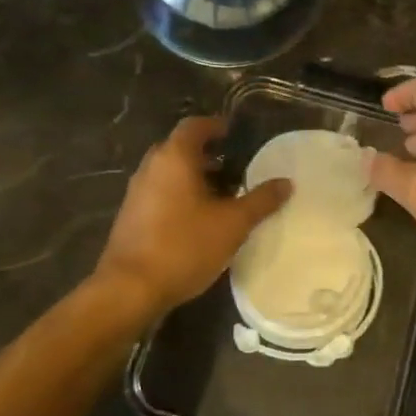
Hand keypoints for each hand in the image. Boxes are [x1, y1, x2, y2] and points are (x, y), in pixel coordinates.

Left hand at [94, 116, 291, 315]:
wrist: (130, 289)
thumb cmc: (184, 246)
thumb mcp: (232, 224)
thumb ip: (260, 201)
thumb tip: (286, 183)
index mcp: (174, 158)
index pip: (194, 126)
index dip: (216, 126)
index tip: (235, 134)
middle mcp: (151, 167)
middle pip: (180, 148)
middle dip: (207, 154)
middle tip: (234, 166)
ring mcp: (136, 192)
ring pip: (169, 173)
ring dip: (194, 177)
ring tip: (223, 195)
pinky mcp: (131, 216)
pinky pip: (160, 193)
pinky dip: (180, 195)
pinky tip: (199, 220)